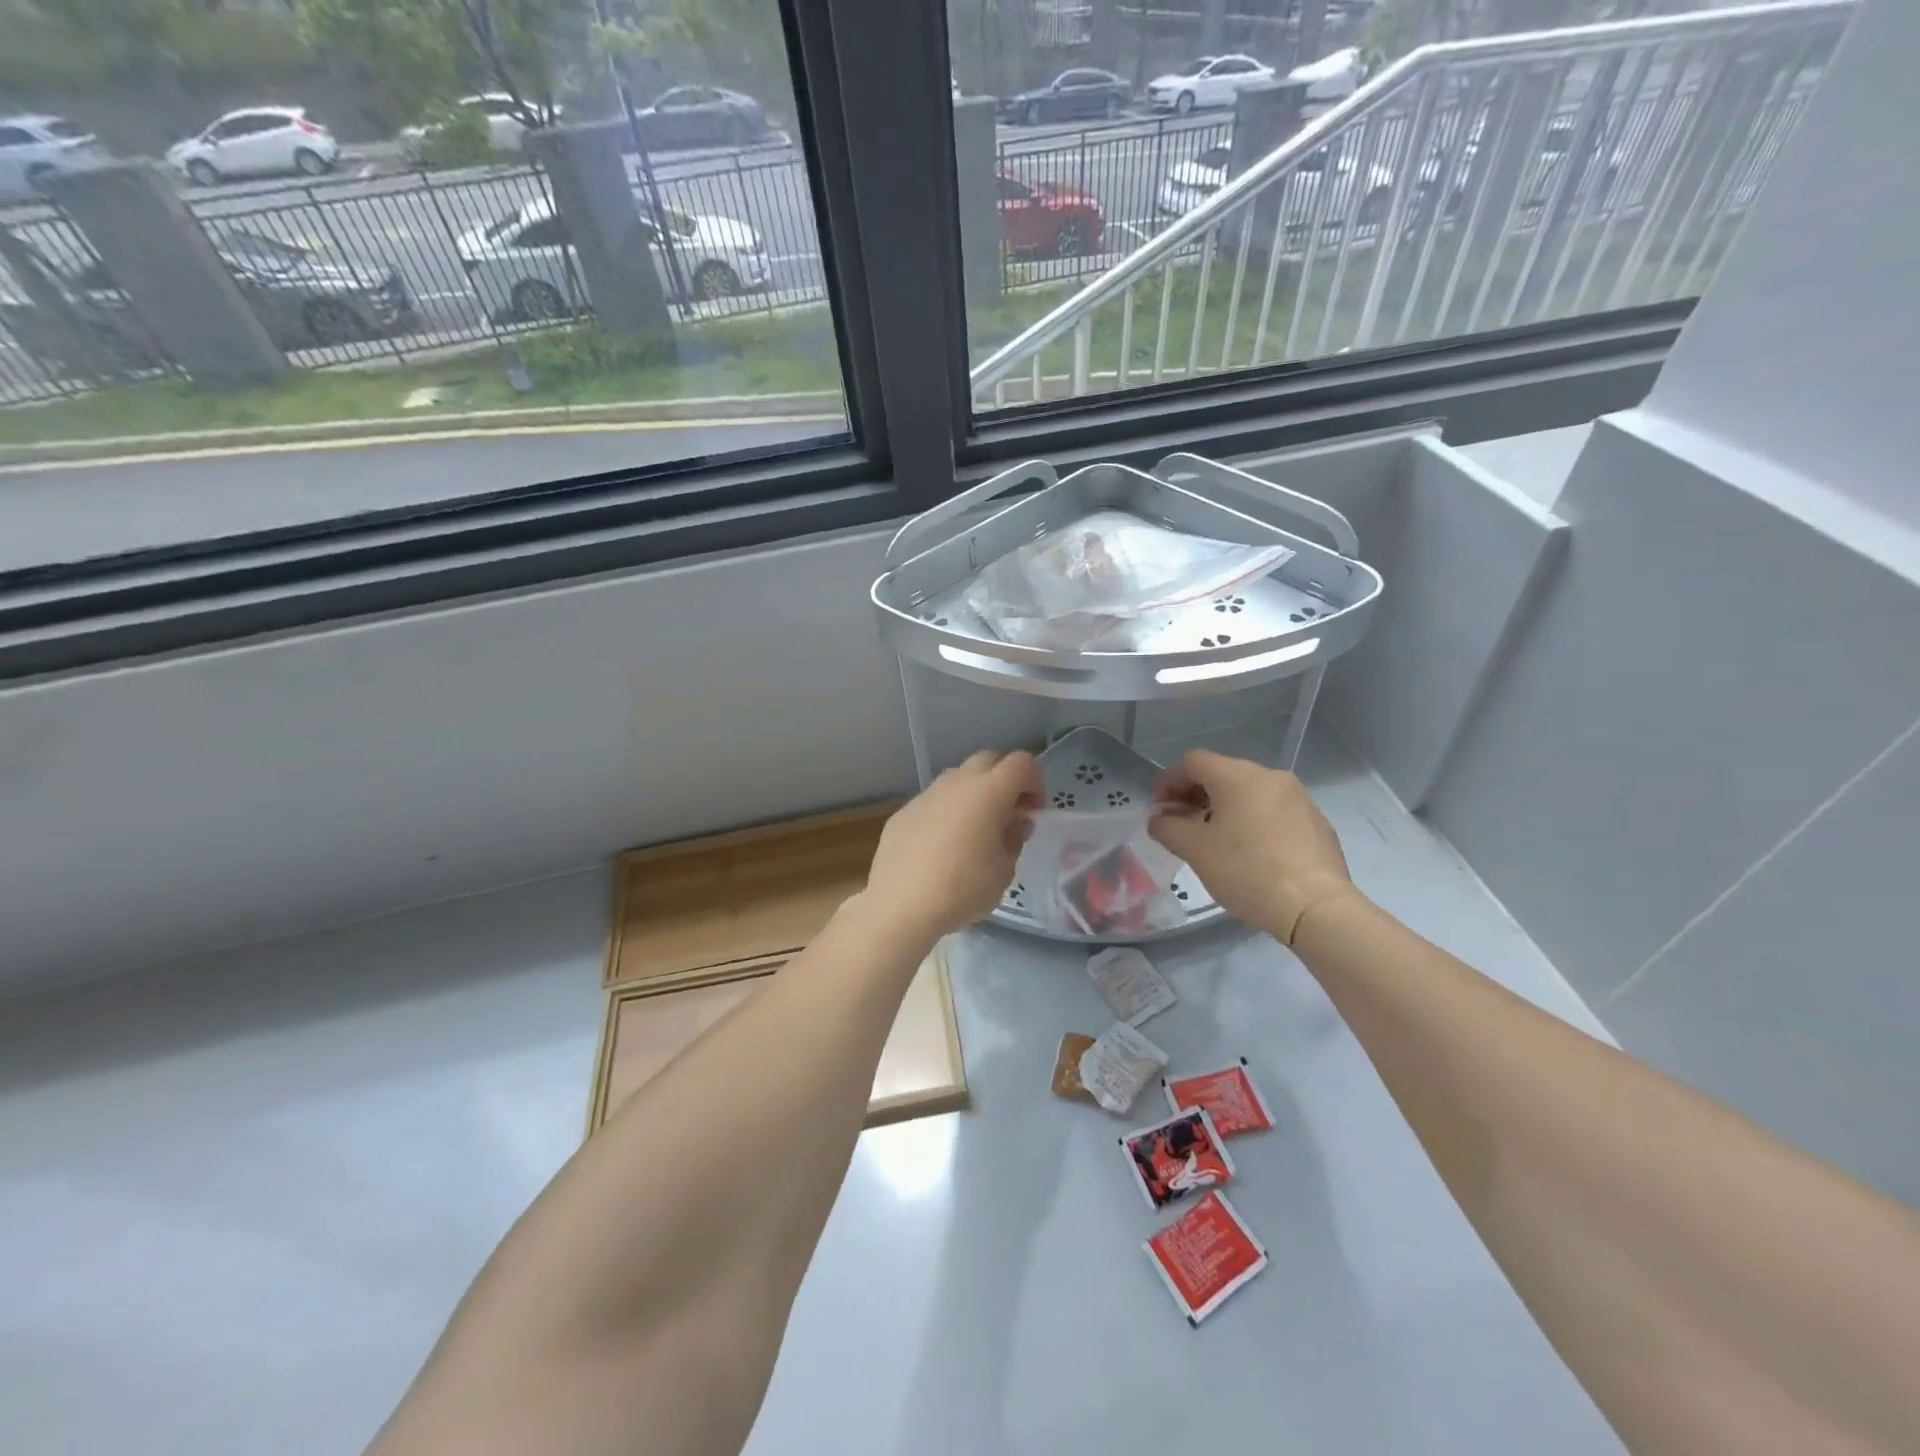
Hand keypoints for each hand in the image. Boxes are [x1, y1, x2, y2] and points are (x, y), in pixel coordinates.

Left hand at [863, 750, 1042, 940]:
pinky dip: (948, 810)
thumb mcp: (1004, 870)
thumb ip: (1014, 838)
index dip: (1035, 781)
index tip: (1033, 811)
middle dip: (1006, 779)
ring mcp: (927, 794)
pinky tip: (943, 845)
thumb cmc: (962, 888)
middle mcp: (957, 782)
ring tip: (976, 829)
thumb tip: (1014, 822)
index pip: (1022, 762)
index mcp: (989, 791)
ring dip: (975, 793)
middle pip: (989, 759)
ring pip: (959, 777)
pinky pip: (935, 800)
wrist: (900, 905)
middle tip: (1010, 813)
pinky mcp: (904, 811)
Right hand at [1149, 748, 1354, 942]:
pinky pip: (1273, 810)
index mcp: (1237, 776)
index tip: (1160, 809)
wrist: (1315, 906)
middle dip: (1196, 795)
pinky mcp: (1316, 821)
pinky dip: (1253, 821)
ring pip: (1249, 792)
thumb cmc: (1247, 871)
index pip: (1193, 761)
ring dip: (1224, 808)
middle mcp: (1269, 776)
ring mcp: (1298, 797)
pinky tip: (1250, 852)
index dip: (1169, 781)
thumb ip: (1168, 828)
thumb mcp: (1196, 851)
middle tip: (1181, 825)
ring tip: (1215, 840)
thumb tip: (1159, 820)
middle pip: (1222, 773)